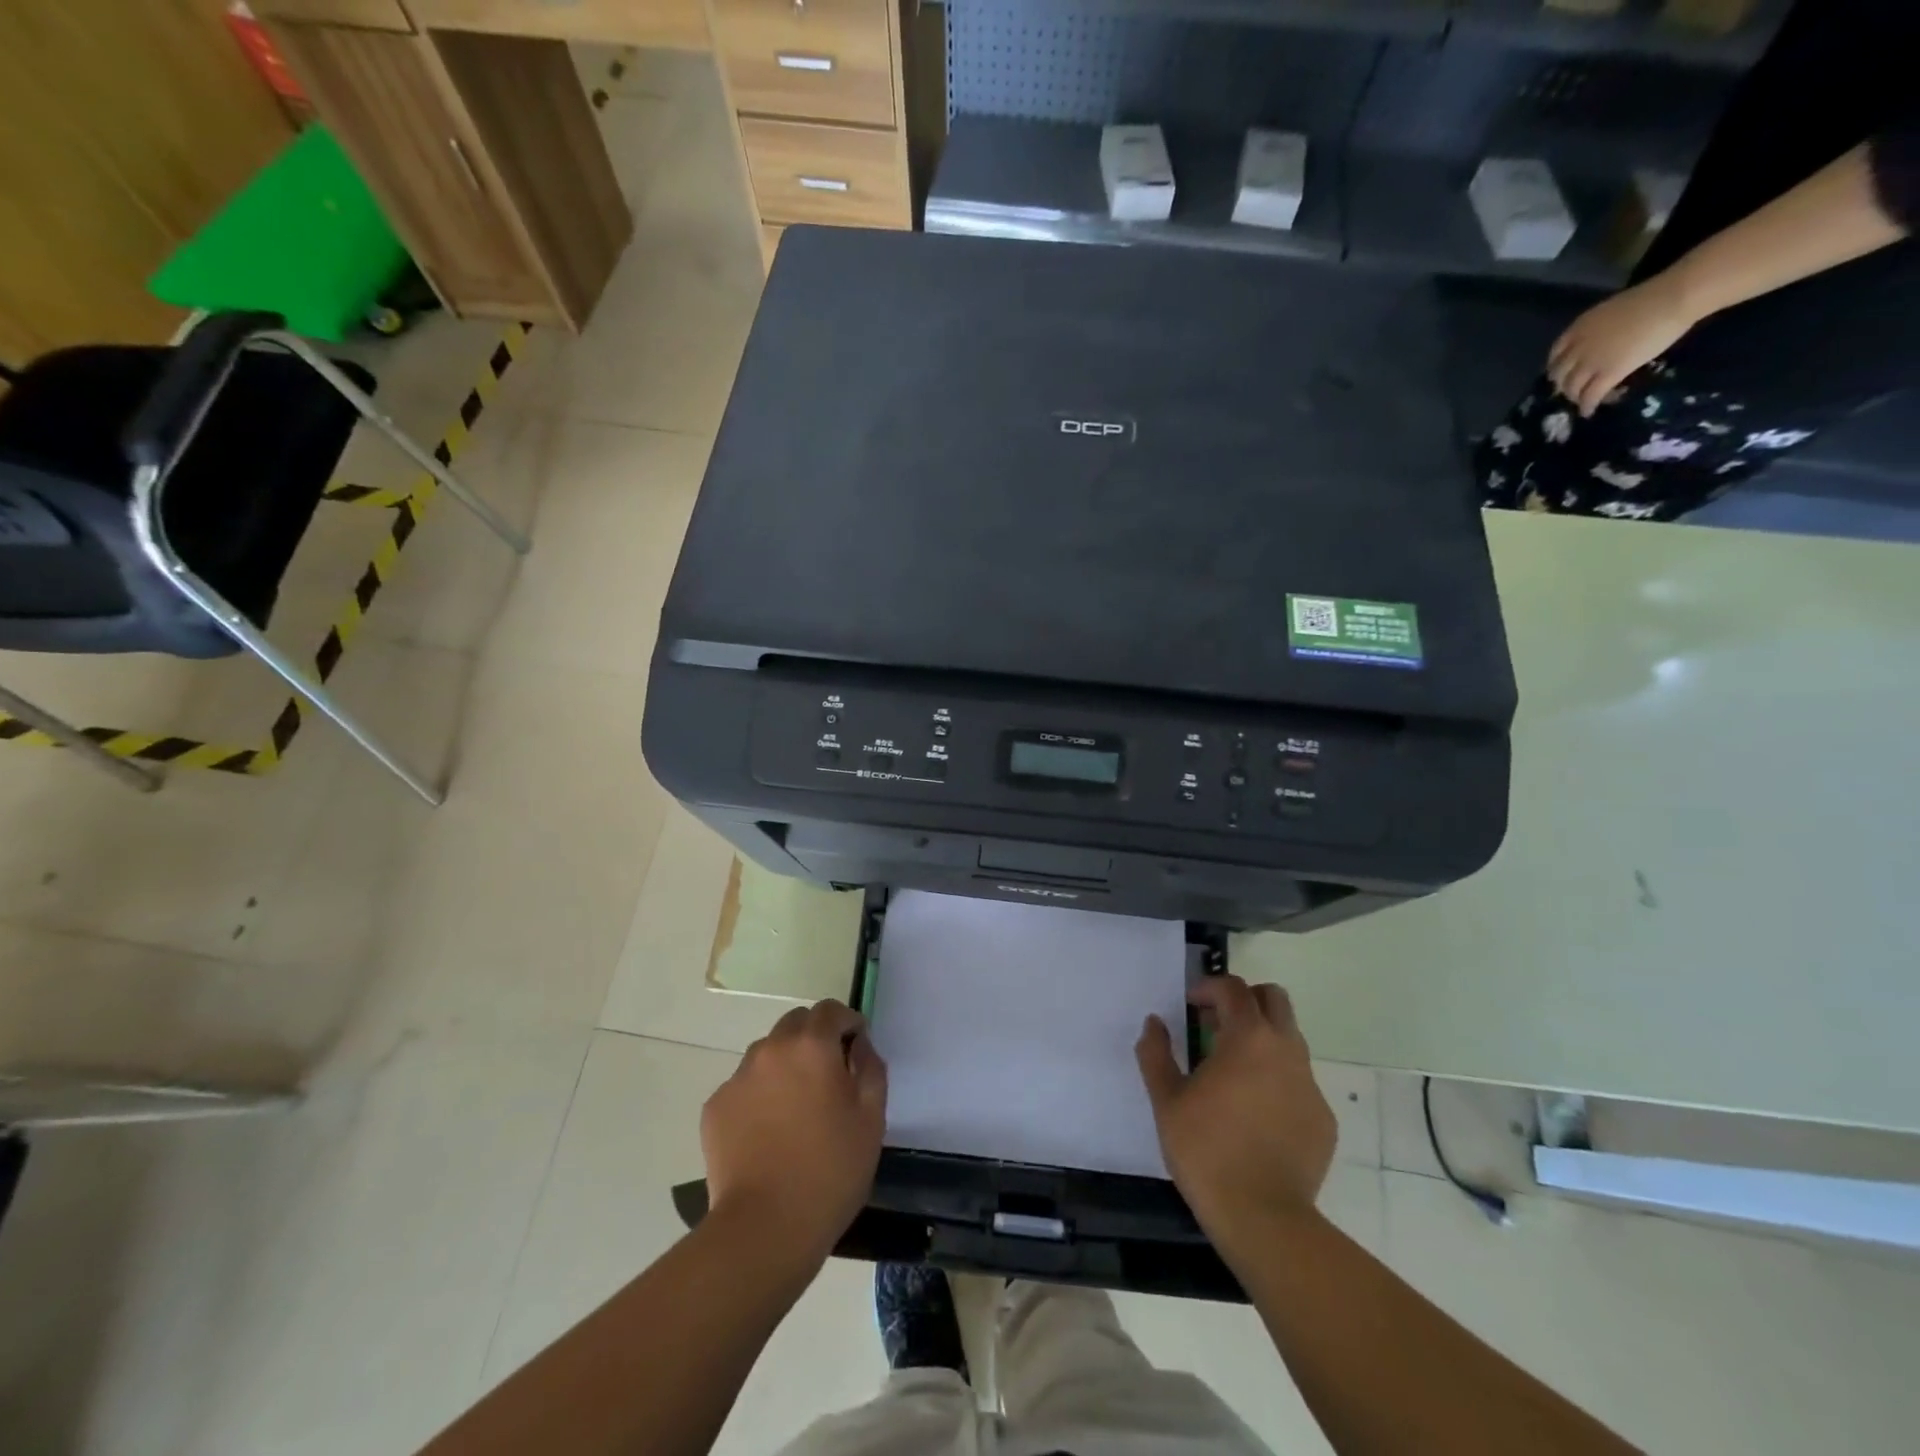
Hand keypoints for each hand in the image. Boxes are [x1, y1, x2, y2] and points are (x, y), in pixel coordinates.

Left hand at [701, 1000, 886, 1267]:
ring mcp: (737, 1077)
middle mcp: (771, 1049)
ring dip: (785, 1064)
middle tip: (828, 1077)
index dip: (847, 1023)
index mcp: (811, 1046)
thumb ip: (870, 1067)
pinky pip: (744, 1085)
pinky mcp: (715, 1107)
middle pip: (795, 1023)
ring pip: (767, 1052)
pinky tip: (768, 1132)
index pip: (829, 1009)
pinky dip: (759, 1094)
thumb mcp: (871, 1118)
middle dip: (814, 1038)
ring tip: (795, 1107)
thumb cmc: (830, 1171)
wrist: (764, 1228)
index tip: (856, 1048)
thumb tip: (858, 1045)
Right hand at [1136, 977, 1335, 1239]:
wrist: (1263, 1217)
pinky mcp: (1323, 1118)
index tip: (1190, 1006)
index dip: (1209, 988)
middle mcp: (1286, 1050)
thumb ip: (1156, 1053)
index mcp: (1248, 1037)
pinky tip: (1255, 1113)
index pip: (1234, 988)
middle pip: (1274, 999)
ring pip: (1289, 1039)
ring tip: (1232, 1071)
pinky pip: (1298, 1081)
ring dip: (1261, 1039)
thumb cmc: (1206, 1149)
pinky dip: (1276, 1079)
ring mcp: (1310, 1085)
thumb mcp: (1166, 1099)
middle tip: (1216, 1025)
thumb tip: (1155, 1023)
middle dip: (1245, 1001)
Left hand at [1547, 272, 1697, 416]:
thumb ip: (1597, 331)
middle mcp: (1578, 348)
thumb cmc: (1652, 298)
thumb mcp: (1610, 313)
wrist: (1673, 298)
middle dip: (1564, 386)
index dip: (1557, 369)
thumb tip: (1600, 344)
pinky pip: (1590, 396)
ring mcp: (1591, 362)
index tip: (1563, 375)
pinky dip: (1588, 406)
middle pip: (1559, 376)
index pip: (1555, 355)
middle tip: (1574, 391)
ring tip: (1584, 402)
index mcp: (1578, 328)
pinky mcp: (1609, 373)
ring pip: (1572, 389)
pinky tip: (1589, 411)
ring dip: (1576, 398)